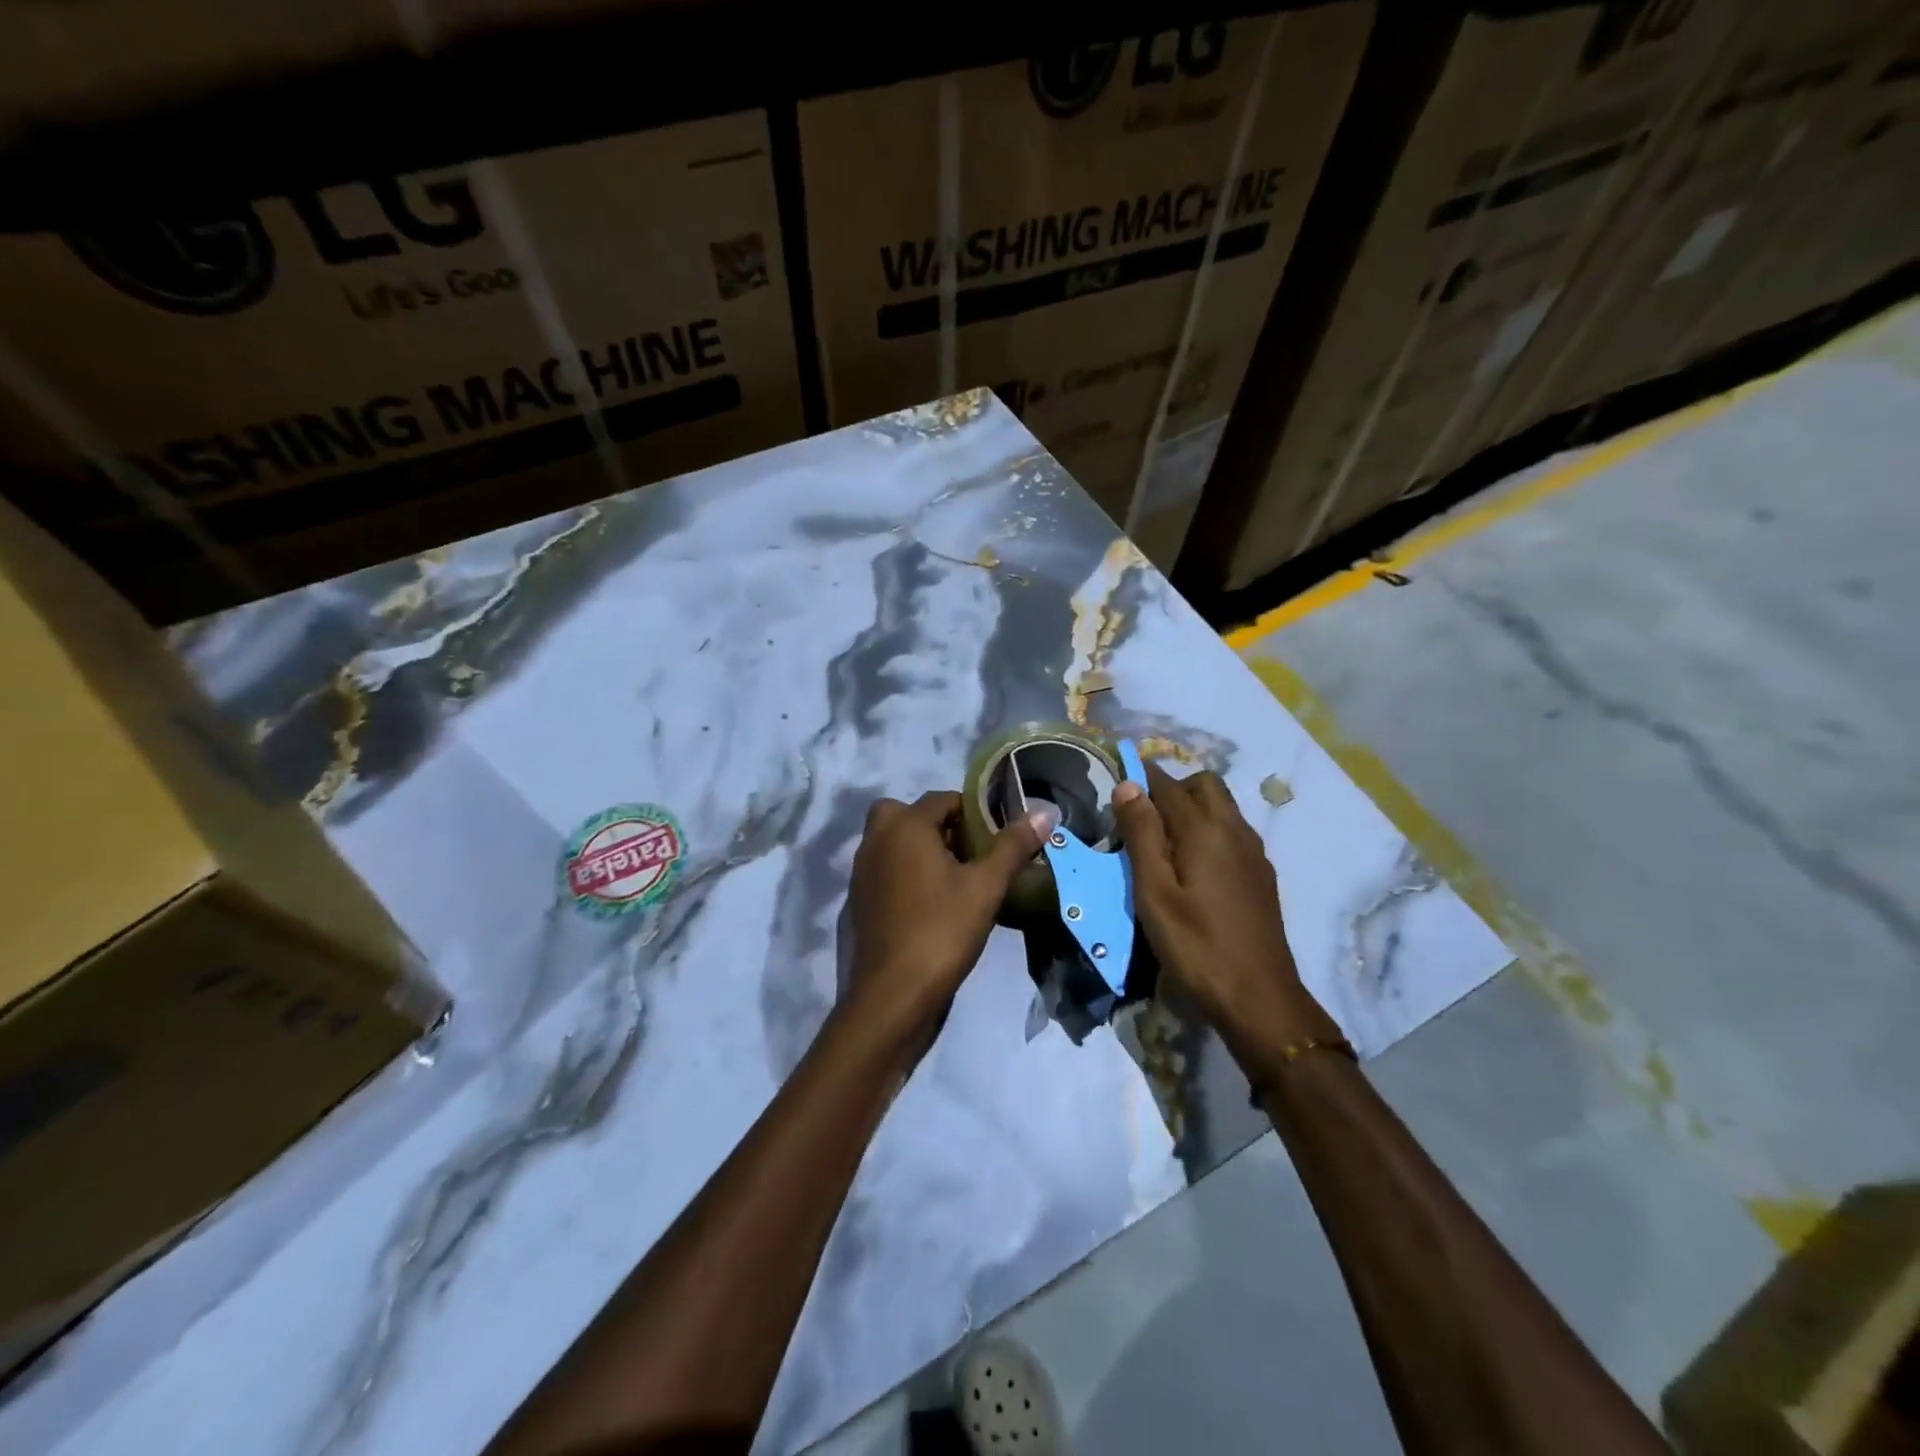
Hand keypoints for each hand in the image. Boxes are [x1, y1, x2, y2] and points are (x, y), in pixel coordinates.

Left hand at [842, 790, 1049, 1049]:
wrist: (892, 996)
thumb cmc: (941, 931)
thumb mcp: (985, 887)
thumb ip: (1012, 846)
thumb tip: (1043, 811)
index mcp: (904, 826)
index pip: (942, 799)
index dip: (973, 812)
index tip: (995, 837)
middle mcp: (876, 840)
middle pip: (909, 815)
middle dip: (939, 827)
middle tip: (969, 854)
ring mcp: (862, 872)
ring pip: (894, 843)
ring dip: (921, 850)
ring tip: (957, 880)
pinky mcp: (858, 901)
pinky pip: (885, 871)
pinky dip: (905, 875)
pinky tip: (932, 905)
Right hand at [1114, 764, 1340, 1058]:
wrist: (1259, 998)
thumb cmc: (1196, 945)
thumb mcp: (1154, 892)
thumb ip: (1141, 834)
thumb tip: (1128, 784)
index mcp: (1205, 829)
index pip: (1167, 784)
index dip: (1140, 779)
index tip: (1115, 787)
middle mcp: (1235, 829)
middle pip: (1203, 785)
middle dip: (1170, 790)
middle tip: (1140, 821)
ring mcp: (1253, 853)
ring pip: (1221, 808)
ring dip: (1191, 810)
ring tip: (1161, 845)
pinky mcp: (1260, 875)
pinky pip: (1231, 833)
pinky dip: (1208, 832)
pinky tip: (1191, 869)